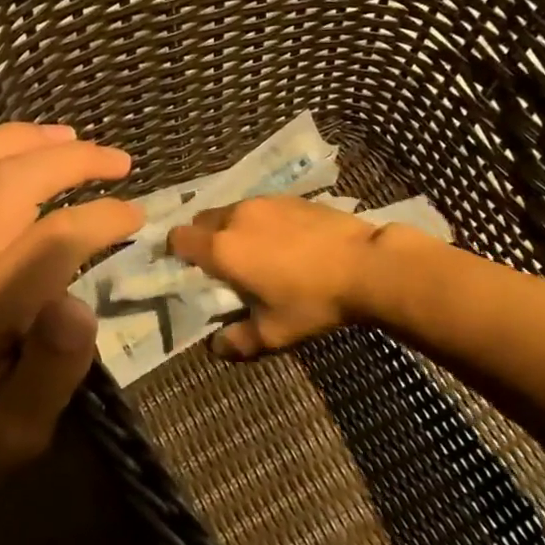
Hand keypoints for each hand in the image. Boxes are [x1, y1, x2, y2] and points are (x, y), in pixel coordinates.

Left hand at [0, 91, 143, 512]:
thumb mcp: (24, 429)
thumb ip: (54, 366)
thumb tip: (79, 300)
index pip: (49, 241)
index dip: (100, 219)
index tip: (138, 217)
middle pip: (8, 185)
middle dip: (71, 162)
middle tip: (118, 161)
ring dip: (19, 138)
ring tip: (69, 135)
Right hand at [166, 195, 378, 358]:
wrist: (367, 265)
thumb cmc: (313, 301)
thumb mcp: (275, 333)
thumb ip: (239, 340)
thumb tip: (216, 347)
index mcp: (223, 248)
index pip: (178, 238)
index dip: (177, 254)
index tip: (189, 271)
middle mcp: (236, 217)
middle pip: (202, 221)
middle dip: (203, 240)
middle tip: (222, 266)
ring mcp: (264, 202)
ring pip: (232, 211)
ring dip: (232, 229)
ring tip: (254, 253)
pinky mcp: (290, 197)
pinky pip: (260, 207)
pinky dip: (259, 221)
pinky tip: (283, 242)